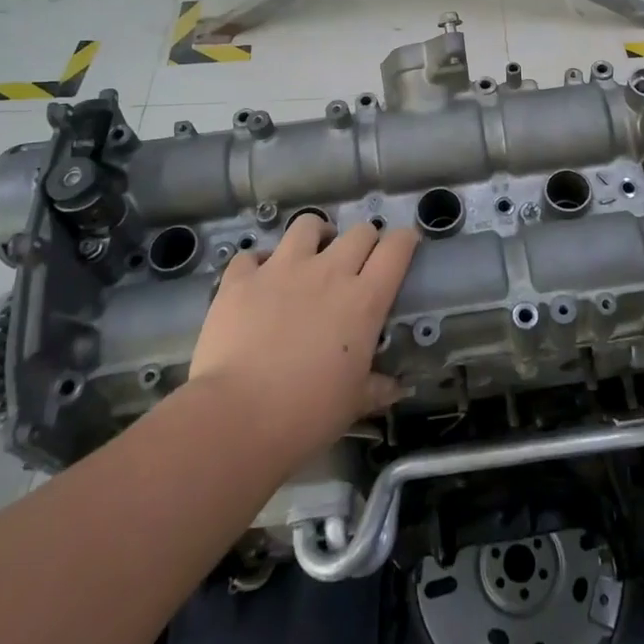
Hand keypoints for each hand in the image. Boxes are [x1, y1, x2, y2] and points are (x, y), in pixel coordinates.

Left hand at [186, 215, 416, 464]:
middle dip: (365, 240)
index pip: (396, 250)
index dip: (405, 240)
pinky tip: (258, 279)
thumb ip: (377, 388)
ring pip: (308, 225)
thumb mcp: (353, 404)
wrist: (237, 417)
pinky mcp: (242, 279)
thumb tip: (396, 388)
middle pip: (359, 232)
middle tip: (358, 261)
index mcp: (364, 300)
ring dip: (316, 235)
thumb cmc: (307, 413)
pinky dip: (258, 263)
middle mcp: (328, 272)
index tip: (406, 244)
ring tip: (312, 252)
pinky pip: (253, 255)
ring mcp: (282, 269)